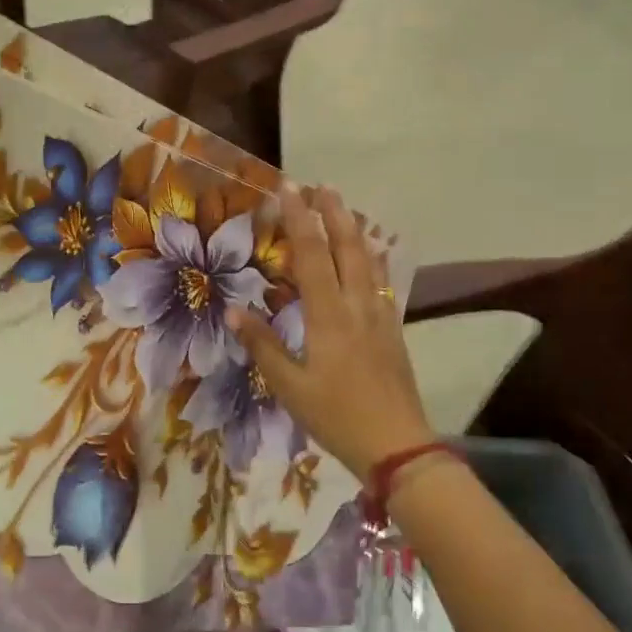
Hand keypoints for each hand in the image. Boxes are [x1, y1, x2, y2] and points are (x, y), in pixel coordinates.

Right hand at [226, 187, 434, 481]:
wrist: (397, 445)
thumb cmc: (336, 416)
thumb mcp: (289, 387)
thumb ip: (263, 345)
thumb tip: (234, 311)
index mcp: (328, 315)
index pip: (311, 255)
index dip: (299, 219)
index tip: (289, 189)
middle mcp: (357, 306)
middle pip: (347, 247)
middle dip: (333, 213)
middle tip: (320, 185)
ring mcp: (380, 317)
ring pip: (369, 261)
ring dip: (355, 230)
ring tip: (345, 207)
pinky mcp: (393, 331)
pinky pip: (382, 283)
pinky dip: (374, 259)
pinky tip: (373, 256)